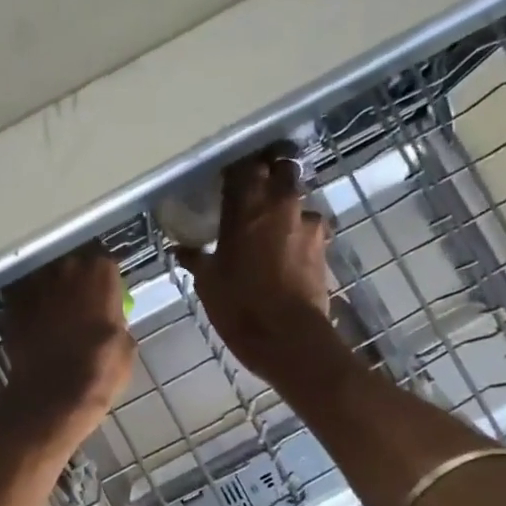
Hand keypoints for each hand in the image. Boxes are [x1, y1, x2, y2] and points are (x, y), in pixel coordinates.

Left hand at [0, 245, 135, 454]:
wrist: (50, 395)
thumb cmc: (98, 372)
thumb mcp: (126, 348)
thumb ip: (118, 322)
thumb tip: (112, 321)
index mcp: (100, 276)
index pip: (105, 264)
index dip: (103, 280)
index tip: (105, 295)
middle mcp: (67, 270)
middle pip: (73, 265)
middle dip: (76, 281)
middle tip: (80, 304)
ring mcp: (36, 285)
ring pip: (45, 278)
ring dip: (50, 290)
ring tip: (54, 313)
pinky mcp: (12, 304)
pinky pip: (23, 297)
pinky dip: (28, 306)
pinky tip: (33, 324)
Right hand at [175, 149, 336, 383]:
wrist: (288, 337)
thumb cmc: (239, 305)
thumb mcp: (208, 282)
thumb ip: (196, 258)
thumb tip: (181, 250)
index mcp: (248, 204)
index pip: (243, 167)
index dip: (236, 172)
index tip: (227, 181)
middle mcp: (282, 203)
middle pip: (281, 169)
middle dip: (269, 175)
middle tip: (254, 193)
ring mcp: (309, 223)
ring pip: (298, 200)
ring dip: (286, 208)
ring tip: (272, 228)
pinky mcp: (324, 245)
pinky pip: (309, 228)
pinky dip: (298, 233)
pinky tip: (287, 251)